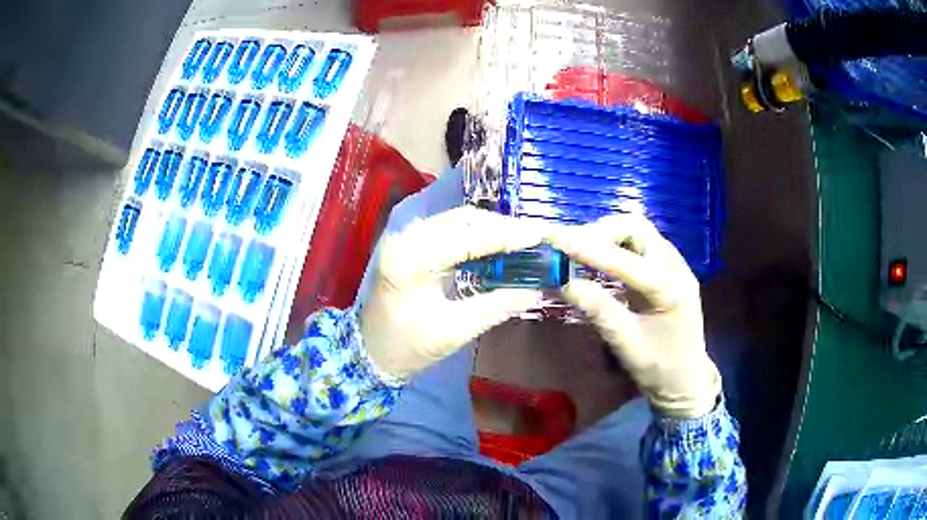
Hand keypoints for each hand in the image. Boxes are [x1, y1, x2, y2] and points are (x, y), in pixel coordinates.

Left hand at [360, 206, 544, 379]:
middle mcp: (406, 238)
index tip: (540, 234)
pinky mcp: (408, 242)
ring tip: (521, 239)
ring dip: (490, 227)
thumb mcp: (455, 331)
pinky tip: (495, 244)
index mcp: (413, 260)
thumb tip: (535, 289)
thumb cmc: (408, 347)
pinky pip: (448, 228)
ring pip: (457, 220)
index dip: (508, 235)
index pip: (469, 237)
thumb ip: (497, 306)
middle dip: (502, 227)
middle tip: (534, 237)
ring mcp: (405, 237)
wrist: (370, 353)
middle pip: (464, 219)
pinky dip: (475, 233)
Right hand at [548, 214, 720, 418]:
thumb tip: (563, 282)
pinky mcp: (666, 268)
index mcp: (671, 289)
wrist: (687, 379)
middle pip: (636, 228)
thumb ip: (599, 311)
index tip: (555, 240)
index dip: (590, 249)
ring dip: (606, 235)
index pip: (627, 260)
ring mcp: (674, 264)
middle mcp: (676, 267)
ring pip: (637, 231)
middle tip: (569, 247)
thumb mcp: (627, 345)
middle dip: (600, 232)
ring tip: (578, 251)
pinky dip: (614, 244)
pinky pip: (639, 243)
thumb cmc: (660, 368)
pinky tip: (598, 259)